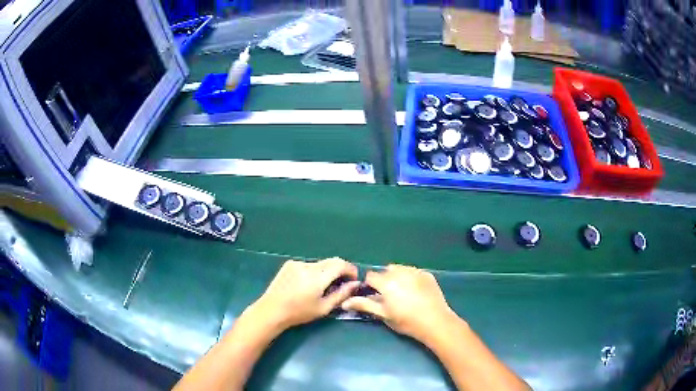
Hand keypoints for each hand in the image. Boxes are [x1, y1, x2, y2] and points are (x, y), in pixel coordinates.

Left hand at [247, 258, 359, 330]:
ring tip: (324, 286)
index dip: (351, 269)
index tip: (354, 279)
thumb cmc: (299, 312)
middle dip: (341, 269)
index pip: (341, 264)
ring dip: (327, 271)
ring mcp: (298, 263)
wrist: (272, 310)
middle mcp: (309, 265)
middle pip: (332, 261)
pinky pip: (308, 265)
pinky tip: (308, 284)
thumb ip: (342, 294)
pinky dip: (314, 271)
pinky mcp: (290, 264)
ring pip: (320, 263)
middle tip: (343, 283)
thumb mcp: (324, 308)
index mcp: (318, 277)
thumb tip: (356, 284)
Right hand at [341, 264, 457, 341]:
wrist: (435, 321)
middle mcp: (400, 272)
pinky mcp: (427, 274)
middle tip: (389, 296)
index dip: (369, 285)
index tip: (373, 295)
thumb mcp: (383, 315)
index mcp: (386, 282)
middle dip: (384, 280)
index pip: (371, 276)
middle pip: (386, 270)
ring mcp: (415, 271)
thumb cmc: (406, 321)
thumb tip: (345, 302)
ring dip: (397, 276)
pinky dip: (410, 278)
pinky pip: (413, 271)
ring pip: (400, 269)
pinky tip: (415, 291)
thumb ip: (364, 305)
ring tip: (402, 292)